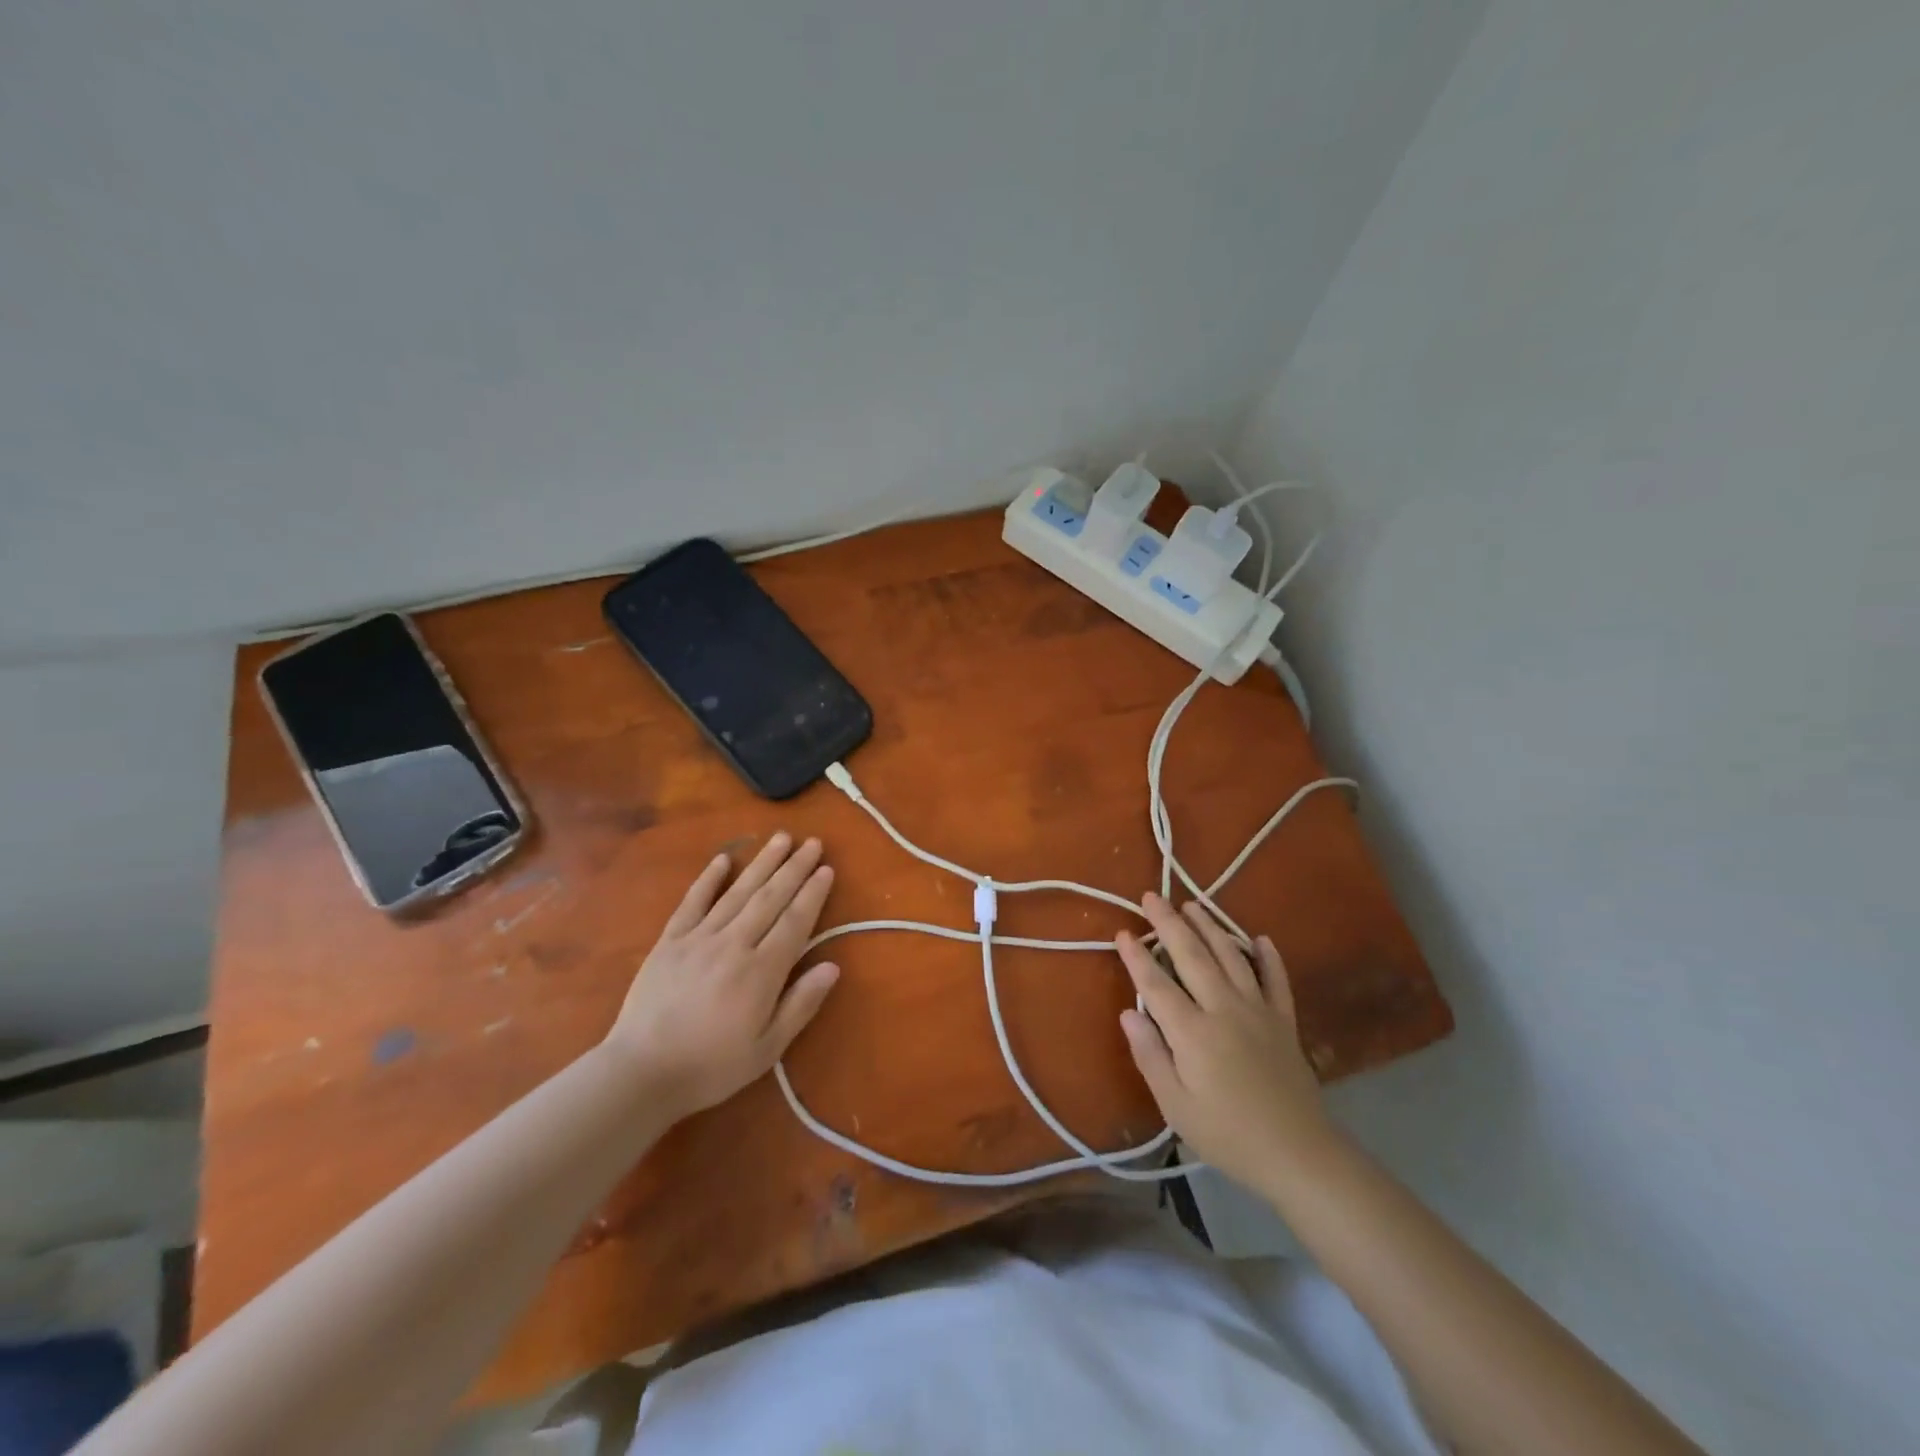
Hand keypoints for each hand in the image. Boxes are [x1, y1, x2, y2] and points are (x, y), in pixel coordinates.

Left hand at [604, 833, 840, 1118]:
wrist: (641, 1073)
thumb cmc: (711, 1066)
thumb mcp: (767, 1049)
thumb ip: (800, 1004)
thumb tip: (833, 966)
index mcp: (761, 972)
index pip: (795, 922)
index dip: (812, 894)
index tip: (826, 869)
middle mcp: (733, 944)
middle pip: (770, 898)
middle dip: (794, 868)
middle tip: (813, 842)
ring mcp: (699, 938)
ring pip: (738, 892)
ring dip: (762, 862)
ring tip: (781, 838)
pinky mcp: (670, 941)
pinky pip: (693, 902)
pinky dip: (708, 878)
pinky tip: (723, 858)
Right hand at [1115, 894, 1339, 1192]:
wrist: (1299, 1155)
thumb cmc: (1228, 1135)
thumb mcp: (1176, 1106)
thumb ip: (1150, 1055)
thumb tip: (1129, 1012)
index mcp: (1193, 1032)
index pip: (1157, 984)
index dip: (1137, 957)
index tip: (1122, 932)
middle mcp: (1225, 1009)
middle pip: (1193, 957)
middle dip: (1170, 924)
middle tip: (1152, 897)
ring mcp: (1258, 1011)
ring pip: (1231, 957)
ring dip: (1211, 927)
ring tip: (1193, 904)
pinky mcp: (1284, 1022)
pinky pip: (1276, 980)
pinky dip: (1268, 957)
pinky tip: (1260, 939)